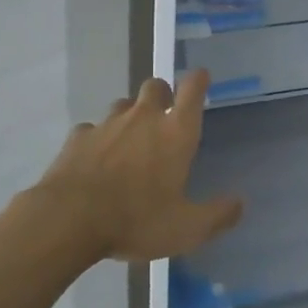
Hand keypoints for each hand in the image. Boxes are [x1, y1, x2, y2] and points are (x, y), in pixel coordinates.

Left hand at [34, 70, 242, 262]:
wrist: (68, 220)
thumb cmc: (136, 219)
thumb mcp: (186, 229)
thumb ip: (217, 215)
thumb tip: (239, 203)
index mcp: (175, 132)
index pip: (192, 88)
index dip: (198, 80)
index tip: (201, 79)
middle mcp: (143, 117)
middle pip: (156, 85)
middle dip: (162, 95)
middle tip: (164, 117)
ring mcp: (107, 124)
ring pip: (123, 104)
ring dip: (130, 115)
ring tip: (130, 141)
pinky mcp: (78, 137)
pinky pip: (92, 129)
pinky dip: (98, 139)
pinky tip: (95, 160)